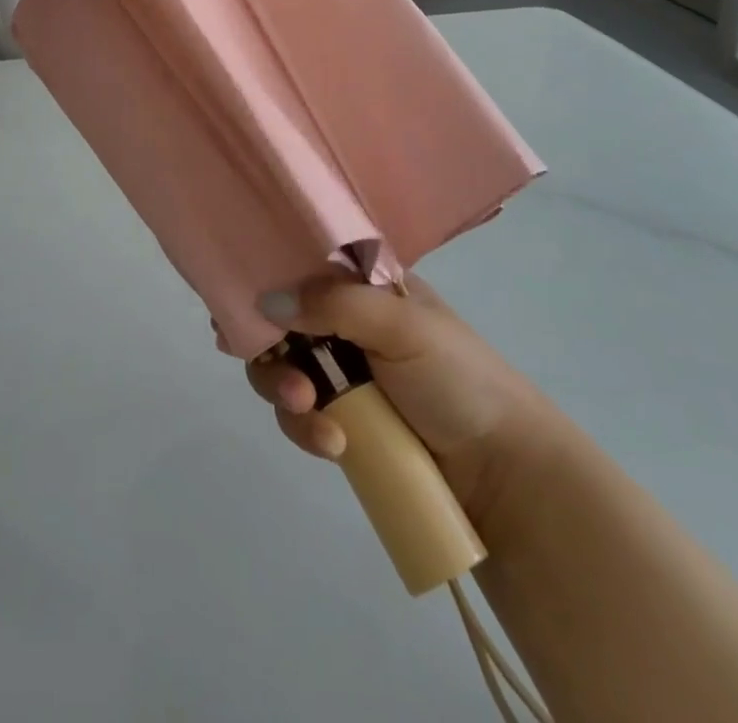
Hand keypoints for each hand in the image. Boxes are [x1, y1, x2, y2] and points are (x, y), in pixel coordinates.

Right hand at [238, 275, 555, 525]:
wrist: (504, 471)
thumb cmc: (458, 377)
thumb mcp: (401, 325)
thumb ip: (334, 304)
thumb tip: (266, 299)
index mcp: (361, 284)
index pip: (299, 266)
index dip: (265, 278)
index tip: (233, 301)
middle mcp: (343, 321)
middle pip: (277, 322)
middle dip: (271, 351)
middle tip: (291, 380)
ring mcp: (341, 373)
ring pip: (281, 370)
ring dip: (285, 393)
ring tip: (310, 413)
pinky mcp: (341, 420)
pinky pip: (300, 416)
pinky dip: (306, 429)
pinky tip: (333, 446)